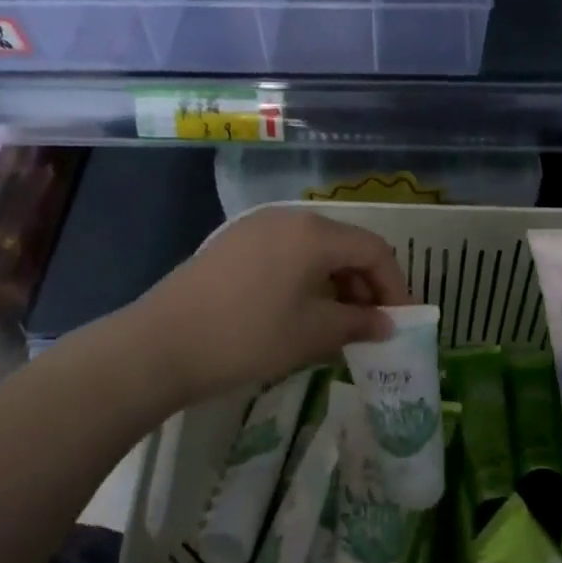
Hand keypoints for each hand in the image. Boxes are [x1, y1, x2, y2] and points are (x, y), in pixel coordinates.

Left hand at [131, 207, 409, 403]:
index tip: (401, 323)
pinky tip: (298, 311)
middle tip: (370, 327)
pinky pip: (287, 253)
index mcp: (314, 233)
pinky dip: (305, 278)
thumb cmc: (247, 337)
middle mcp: (289, 218)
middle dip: (365, 285)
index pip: (374, 250)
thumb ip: (358, 323)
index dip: (395, 286)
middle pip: (345, 245)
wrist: (160, 344)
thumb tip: (387, 324)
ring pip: (315, 249)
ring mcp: (258, 226)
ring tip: (336, 324)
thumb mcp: (311, 334)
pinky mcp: (235, 242)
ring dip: (335, 283)